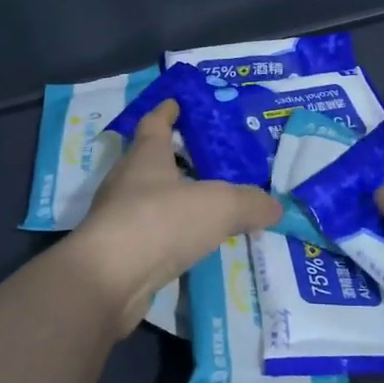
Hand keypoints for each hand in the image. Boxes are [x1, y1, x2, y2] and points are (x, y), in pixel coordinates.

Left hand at [67, 98, 280, 332]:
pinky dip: (170, 233)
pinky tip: (191, 243)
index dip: (167, 111)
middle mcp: (127, 181)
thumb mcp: (220, 205)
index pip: (154, 123)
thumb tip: (274, 206)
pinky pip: (151, 233)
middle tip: (209, 159)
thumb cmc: (161, 222)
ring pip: (150, 199)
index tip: (176, 102)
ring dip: (174, 199)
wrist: (109, 280)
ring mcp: (118, 217)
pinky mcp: (117, 252)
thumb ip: (251, 203)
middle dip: (175, 157)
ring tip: (207, 204)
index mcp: (146, 156)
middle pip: (150, 160)